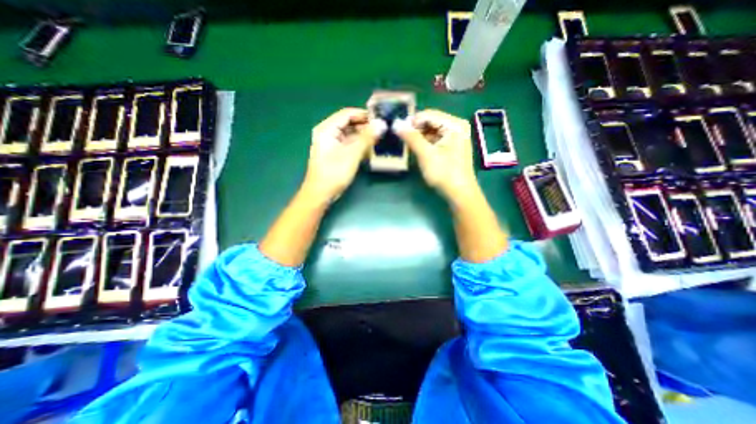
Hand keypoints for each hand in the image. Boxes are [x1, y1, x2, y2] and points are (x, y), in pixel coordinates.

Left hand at [302, 108, 383, 201]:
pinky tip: (371, 148)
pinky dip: (360, 145)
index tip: (381, 118)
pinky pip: (349, 144)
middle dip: (365, 126)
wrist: (320, 194)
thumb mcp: (352, 154)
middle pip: (349, 123)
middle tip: (383, 129)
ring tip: (380, 138)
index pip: (347, 114)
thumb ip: (367, 138)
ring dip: (364, 136)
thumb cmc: (333, 173)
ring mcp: (332, 144)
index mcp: (327, 129)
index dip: (364, 114)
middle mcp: (328, 133)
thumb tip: (382, 123)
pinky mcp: (336, 154)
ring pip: (350, 135)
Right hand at [392, 109, 473, 199]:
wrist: (459, 193)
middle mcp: (456, 126)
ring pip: (432, 130)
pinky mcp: (452, 145)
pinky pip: (435, 138)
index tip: (398, 130)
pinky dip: (425, 142)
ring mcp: (455, 136)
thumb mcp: (426, 154)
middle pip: (431, 121)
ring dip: (419, 136)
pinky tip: (417, 148)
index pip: (429, 114)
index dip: (412, 121)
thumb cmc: (444, 173)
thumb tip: (396, 124)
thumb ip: (411, 138)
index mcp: (454, 124)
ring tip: (407, 144)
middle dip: (416, 129)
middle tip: (401, 138)